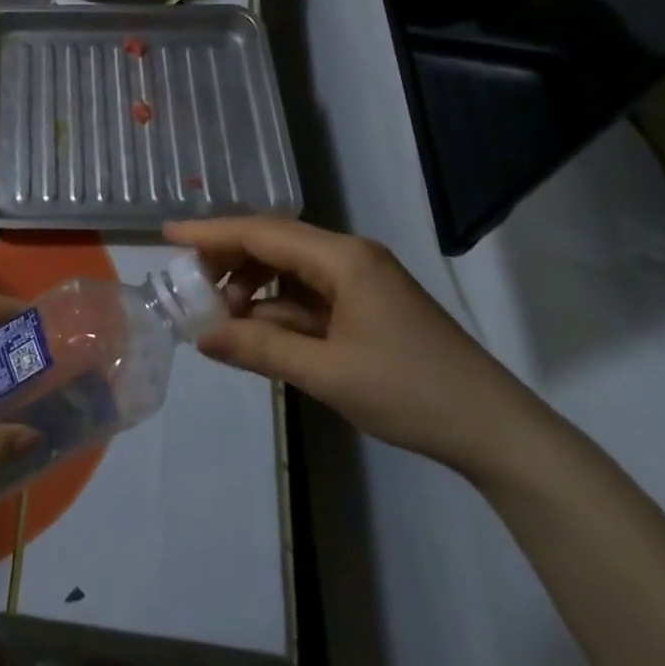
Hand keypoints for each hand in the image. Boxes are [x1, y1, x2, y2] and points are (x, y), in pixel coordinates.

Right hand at [166, 217, 542, 477]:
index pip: (262, 232)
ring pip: (289, 271)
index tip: (167, 236)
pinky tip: (258, 334)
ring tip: (220, 319)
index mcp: (343, 258)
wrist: (497, 432)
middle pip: (274, 244)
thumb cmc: (411, 392)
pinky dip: (278, 311)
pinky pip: (308, 296)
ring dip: (253, 290)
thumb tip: (201, 336)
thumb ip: (260, 349)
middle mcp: (349, 257)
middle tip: (188, 285)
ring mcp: (360, 282)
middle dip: (229, 262)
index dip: (211, 233)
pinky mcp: (367, 307)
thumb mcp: (328, 373)